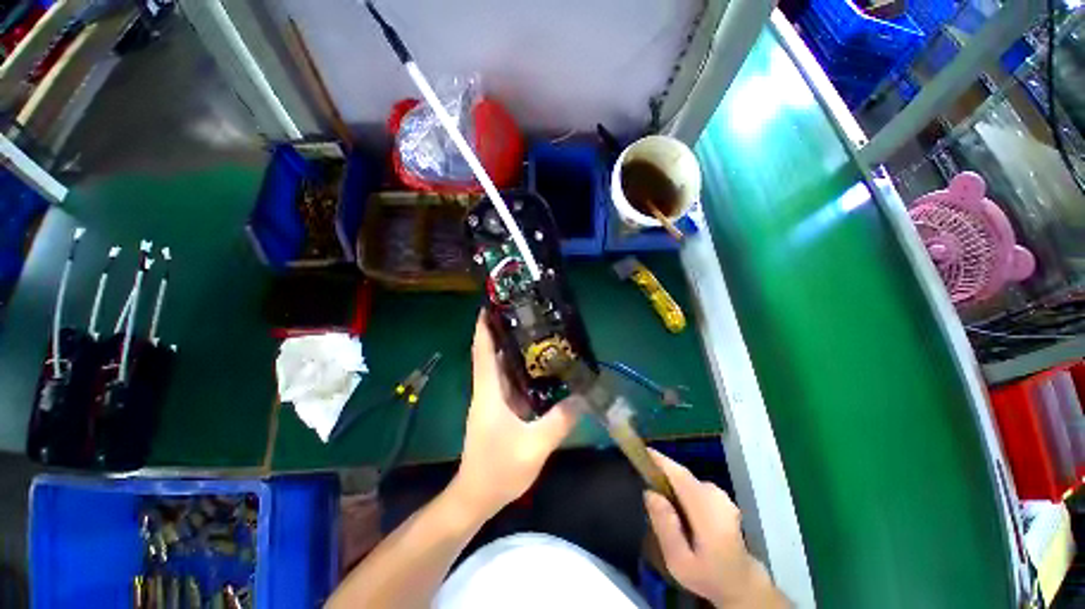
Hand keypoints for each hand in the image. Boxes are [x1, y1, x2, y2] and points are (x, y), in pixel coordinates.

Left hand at [450, 312, 580, 518]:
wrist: (476, 496)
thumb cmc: (498, 470)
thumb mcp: (534, 446)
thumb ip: (560, 420)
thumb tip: (583, 396)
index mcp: (489, 393)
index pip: (483, 352)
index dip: (483, 328)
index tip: (488, 306)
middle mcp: (488, 391)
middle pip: (492, 355)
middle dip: (503, 332)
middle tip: (524, 315)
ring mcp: (492, 401)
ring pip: (501, 368)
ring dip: (513, 351)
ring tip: (535, 334)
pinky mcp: (499, 411)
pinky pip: (510, 383)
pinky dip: (521, 372)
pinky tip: (540, 368)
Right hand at [644, 450, 786, 607]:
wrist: (742, 584)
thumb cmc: (708, 576)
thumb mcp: (680, 562)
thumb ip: (665, 527)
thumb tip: (650, 493)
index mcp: (708, 510)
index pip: (680, 475)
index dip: (660, 461)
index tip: (641, 451)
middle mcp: (716, 496)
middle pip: (682, 476)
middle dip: (661, 473)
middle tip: (641, 479)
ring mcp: (722, 496)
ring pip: (688, 482)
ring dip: (671, 483)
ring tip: (655, 497)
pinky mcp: (722, 498)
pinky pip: (694, 487)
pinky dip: (681, 490)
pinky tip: (675, 508)